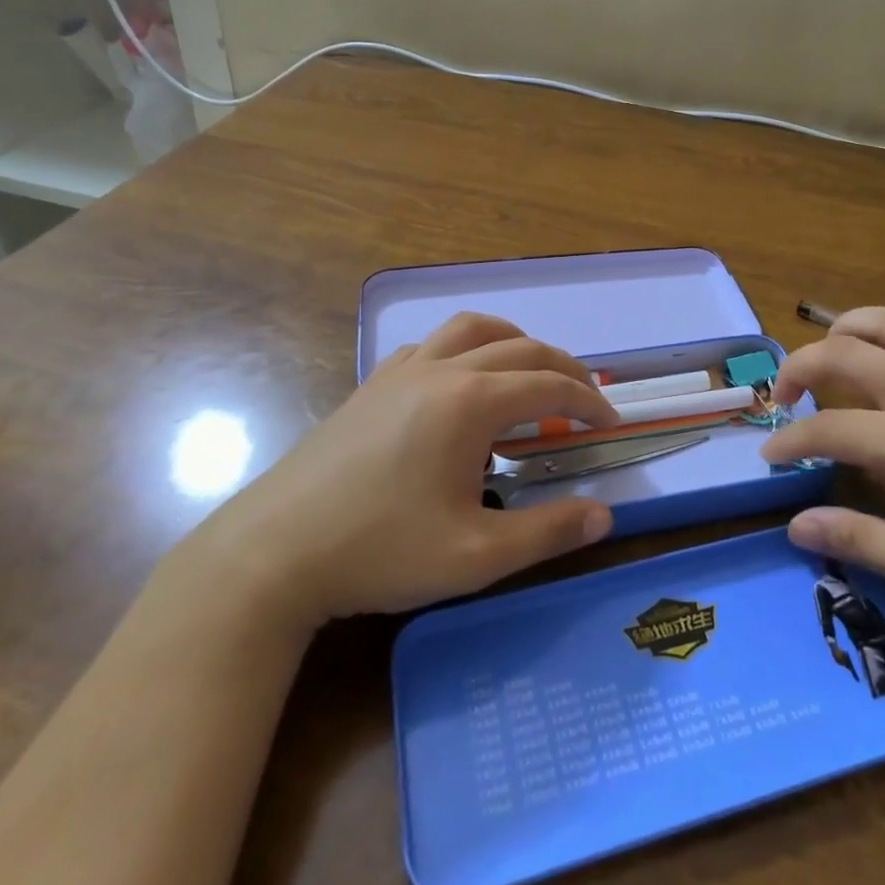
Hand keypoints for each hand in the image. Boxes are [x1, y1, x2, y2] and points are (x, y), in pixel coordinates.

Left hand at [188, 313, 618, 625]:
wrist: (275, 551)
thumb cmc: (380, 551)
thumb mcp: (475, 557)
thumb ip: (546, 533)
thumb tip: (604, 516)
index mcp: (469, 402)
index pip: (547, 386)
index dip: (586, 401)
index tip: (609, 423)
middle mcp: (440, 369)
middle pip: (520, 347)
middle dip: (562, 367)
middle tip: (585, 397)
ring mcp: (401, 370)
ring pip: (471, 328)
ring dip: (513, 341)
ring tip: (530, 371)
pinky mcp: (373, 383)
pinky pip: (431, 344)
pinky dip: (464, 348)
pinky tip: (460, 383)